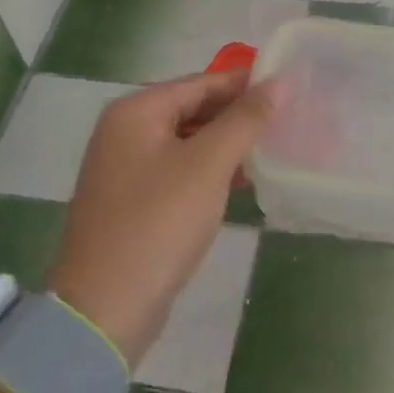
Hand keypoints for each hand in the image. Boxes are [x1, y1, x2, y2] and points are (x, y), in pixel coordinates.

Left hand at [48, 70, 275, 366]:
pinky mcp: (132, 201)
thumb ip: (244, 120)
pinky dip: (209, 170)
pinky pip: (179, 170)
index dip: (245, 83)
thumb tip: (277, 82)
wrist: (104, 310)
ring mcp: (125, 168)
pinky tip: (242, 181)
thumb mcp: (208, 165)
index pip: (201, 82)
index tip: (288, 86)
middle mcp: (125, 131)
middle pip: (192, 109)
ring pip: (188, 142)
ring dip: (226, 144)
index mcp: (136, 111)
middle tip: (286, 119)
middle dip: (237, 115)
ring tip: (273, 148)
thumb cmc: (158, 224)